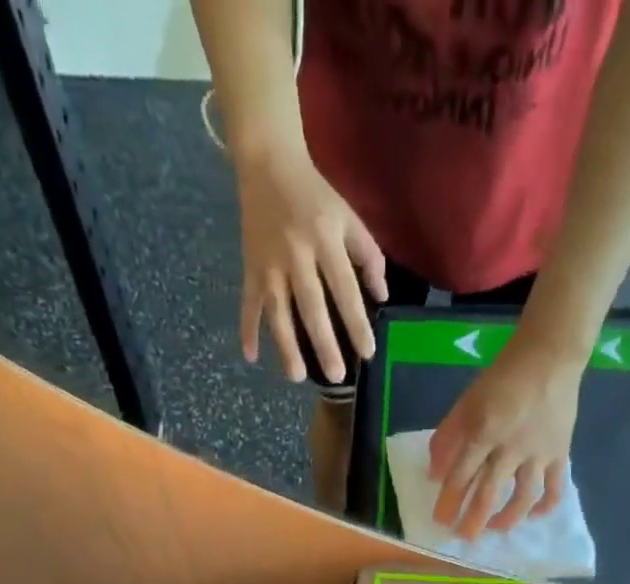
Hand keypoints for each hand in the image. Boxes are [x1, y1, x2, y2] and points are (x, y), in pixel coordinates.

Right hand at [236, 146, 387, 383]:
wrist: (268, 162)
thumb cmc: (316, 196)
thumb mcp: (349, 216)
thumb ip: (368, 254)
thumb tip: (382, 296)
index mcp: (325, 239)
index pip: (345, 288)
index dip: (356, 322)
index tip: (367, 352)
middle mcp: (296, 254)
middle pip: (311, 305)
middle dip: (324, 342)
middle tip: (336, 376)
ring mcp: (270, 263)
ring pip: (278, 311)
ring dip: (286, 345)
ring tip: (296, 377)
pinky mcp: (251, 267)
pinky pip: (248, 302)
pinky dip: (247, 329)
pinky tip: (250, 356)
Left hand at [428, 331, 583, 538]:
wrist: (550, 356)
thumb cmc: (502, 378)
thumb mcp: (467, 401)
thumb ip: (448, 437)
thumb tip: (435, 475)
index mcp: (484, 431)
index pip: (461, 475)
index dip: (449, 501)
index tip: (441, 521)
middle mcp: (511, 447)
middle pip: (489, 492)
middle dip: (474, 519)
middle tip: (464, 538)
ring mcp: (538, 453)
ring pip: (523, 496)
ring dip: (507, 518)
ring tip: (495, 529)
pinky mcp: (560, 453)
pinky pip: (554, 487)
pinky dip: (545, 505)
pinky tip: (533, 516)